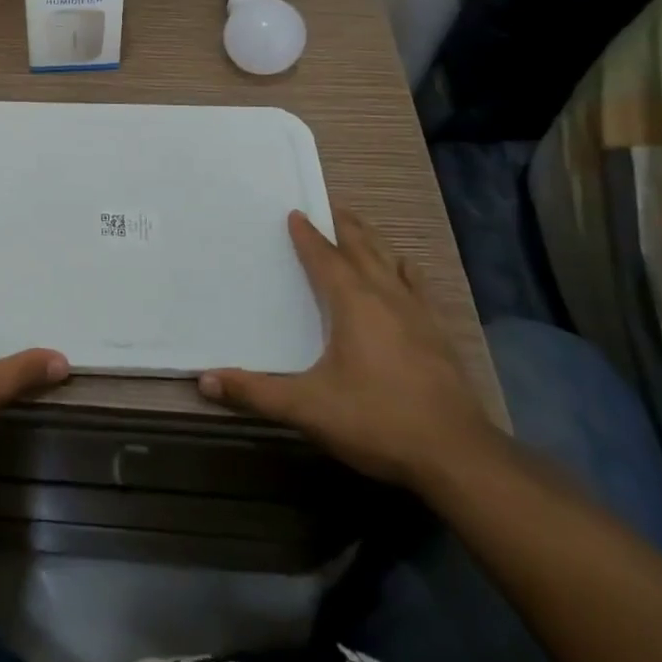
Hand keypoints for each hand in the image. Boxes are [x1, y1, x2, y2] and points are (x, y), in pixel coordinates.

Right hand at [198, 206, 497, 490]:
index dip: (307, 234)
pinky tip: (407, 271)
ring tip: (361, 227)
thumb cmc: (377, 420)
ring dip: (373, 241)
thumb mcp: (308, 408)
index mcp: (352, 302)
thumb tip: (203, 380)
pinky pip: (419, 286)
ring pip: (391, 261)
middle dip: (343, 225)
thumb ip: (256, 392)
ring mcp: (418, 313)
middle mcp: (385, 296)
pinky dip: (406, 270)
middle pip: (362, 247)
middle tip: (329, 206)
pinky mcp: (440, 334)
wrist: (458, 456)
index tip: (294, 213)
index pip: (324, 257)